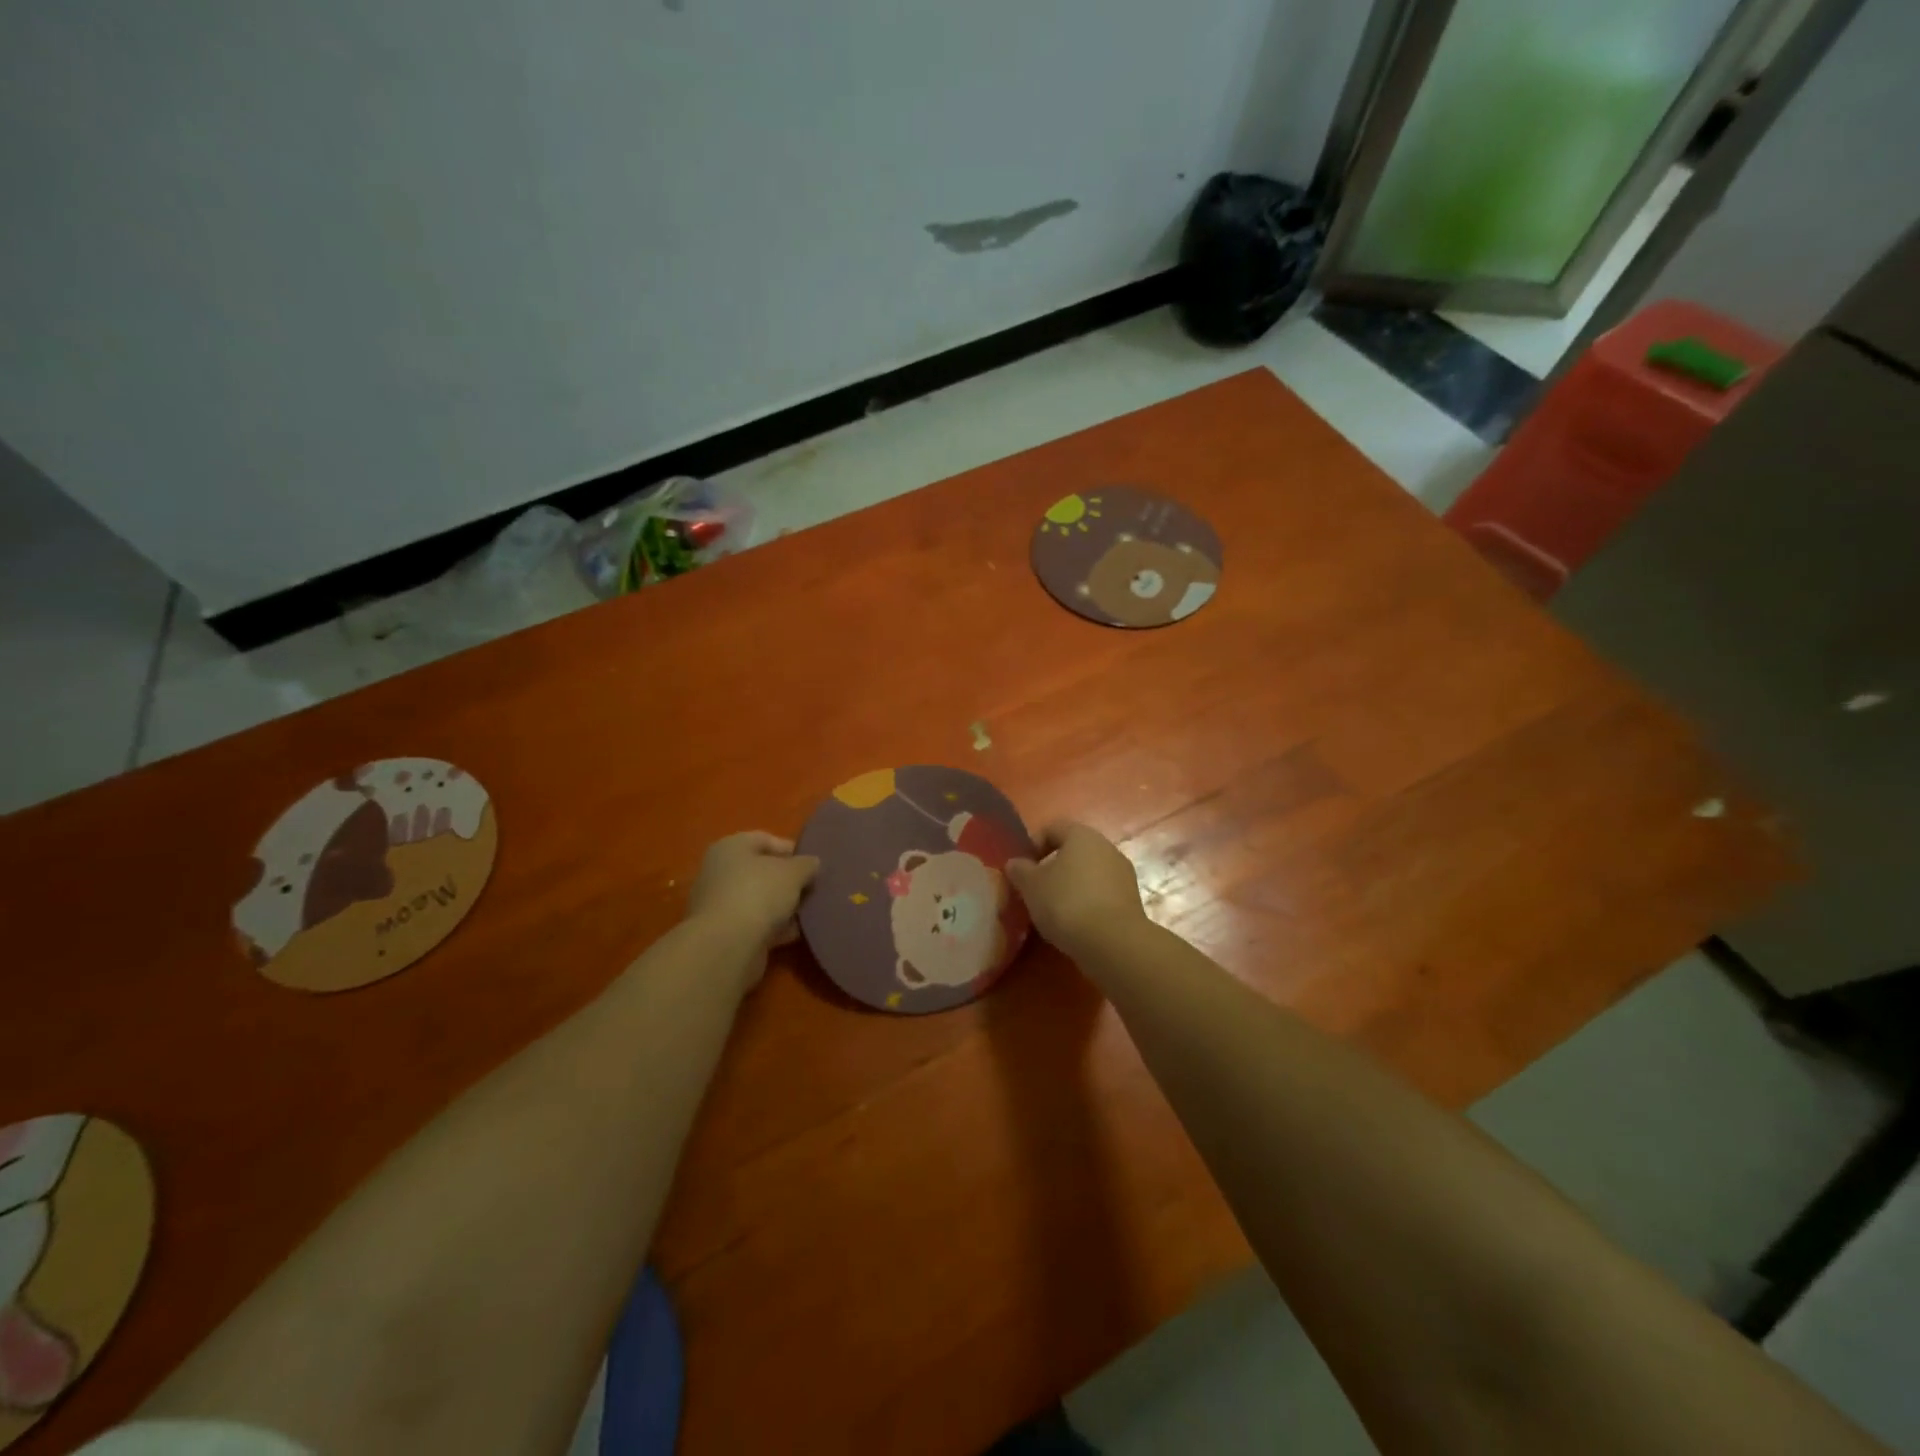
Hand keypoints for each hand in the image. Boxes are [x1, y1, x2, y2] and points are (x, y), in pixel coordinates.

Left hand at [686, 831, 819, 966]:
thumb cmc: (759, 893)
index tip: (813, 864)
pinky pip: (756, 924)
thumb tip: (812, 863)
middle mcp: (719, 872)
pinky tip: (796, 933)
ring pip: (759, 900)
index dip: (791, 849)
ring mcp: (719, 904)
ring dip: (783, 906)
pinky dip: (775, 927)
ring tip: (809, 912)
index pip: (765, 839)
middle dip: (788, 880)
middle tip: (813, 888)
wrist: (728, 945)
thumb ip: (806, 864)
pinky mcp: (724, 933)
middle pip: (761, 871)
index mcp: (730, 847)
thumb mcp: (793, 872)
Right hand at [1005, 821, 1147, 959]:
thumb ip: (1020, 870)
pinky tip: (1075, 922)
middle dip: (1053, 867)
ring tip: (1054, 910)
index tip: (1022, 869)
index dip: (1033, 845)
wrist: (1113, 942)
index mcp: (1081, 835)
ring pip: (1089, 872)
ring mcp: (1123, 873)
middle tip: (1035, 889)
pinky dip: (1087, 902)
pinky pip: (1102, 893)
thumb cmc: (1066, 903)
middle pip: (1073, 850)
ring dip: (1071, 885)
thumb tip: (1016, 863)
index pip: (1052, 828)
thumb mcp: (1031, 886)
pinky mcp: (1131, 899)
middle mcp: (1106, 847)